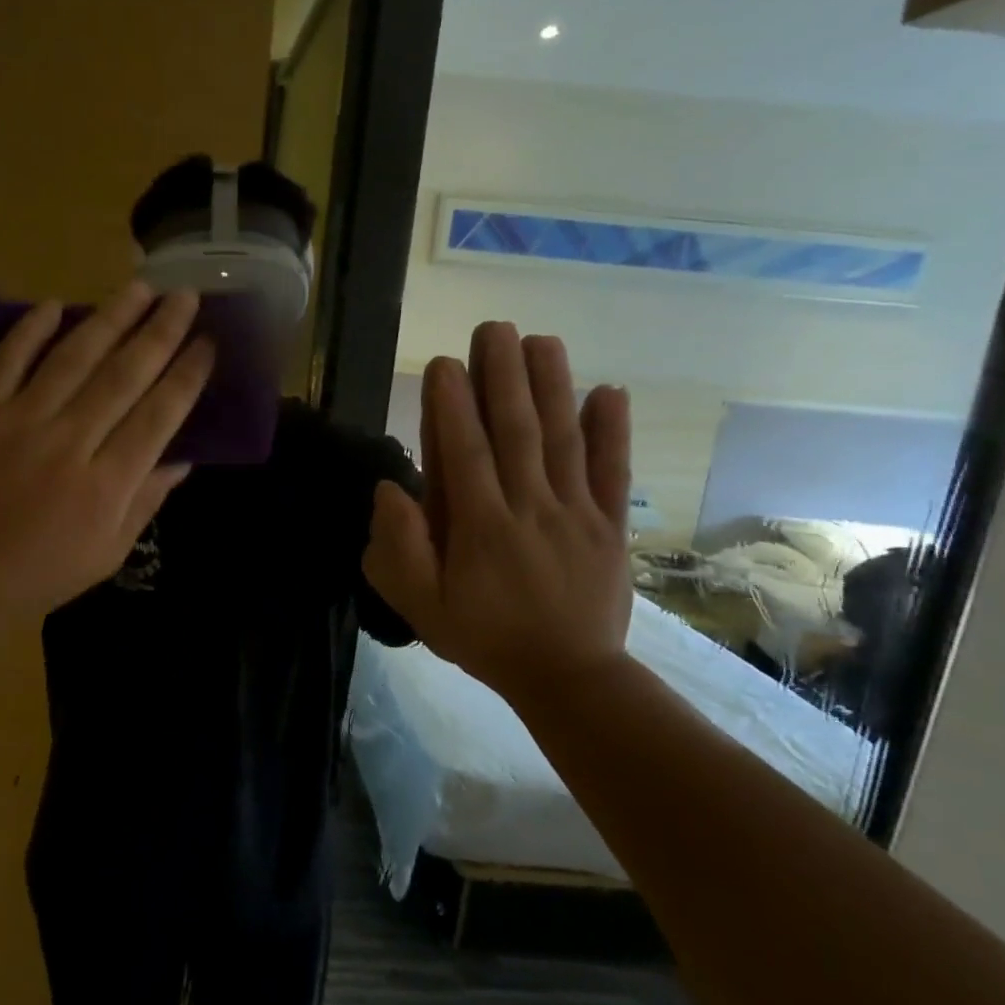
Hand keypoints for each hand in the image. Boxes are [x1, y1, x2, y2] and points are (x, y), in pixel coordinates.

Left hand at [0, 283, 212, 630]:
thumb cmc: (41, 573)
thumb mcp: (109, 553)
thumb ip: (146, 500)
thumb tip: (183, 457)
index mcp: (105, 486)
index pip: (159, 416)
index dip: (187, 376)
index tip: (208, 344)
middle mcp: (68, 444)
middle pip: (123, 376)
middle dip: (160, 332)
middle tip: (186, 297)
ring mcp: (19, 423)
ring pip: (73, 358)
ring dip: (110, 318)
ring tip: (140, 287)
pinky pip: (7, 361)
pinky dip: (30, 331)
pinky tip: (56, 304)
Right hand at [363, 323, 633, 697]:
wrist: (567, 677)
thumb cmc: (482, 637)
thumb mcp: (420, 606)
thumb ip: (400, 548)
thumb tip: (391, 490)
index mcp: (479, 527)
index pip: (464, 453)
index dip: (453, 405)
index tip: (445, 362)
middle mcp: (529, 508)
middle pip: (515, 431)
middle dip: (503, 376)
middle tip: (494, 328)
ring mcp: (576, 513)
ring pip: (562, 440)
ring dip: (552, 387)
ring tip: (541, 340)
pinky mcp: (610, 525)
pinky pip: (612, 472)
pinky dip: (613, 432)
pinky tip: (610, 391)